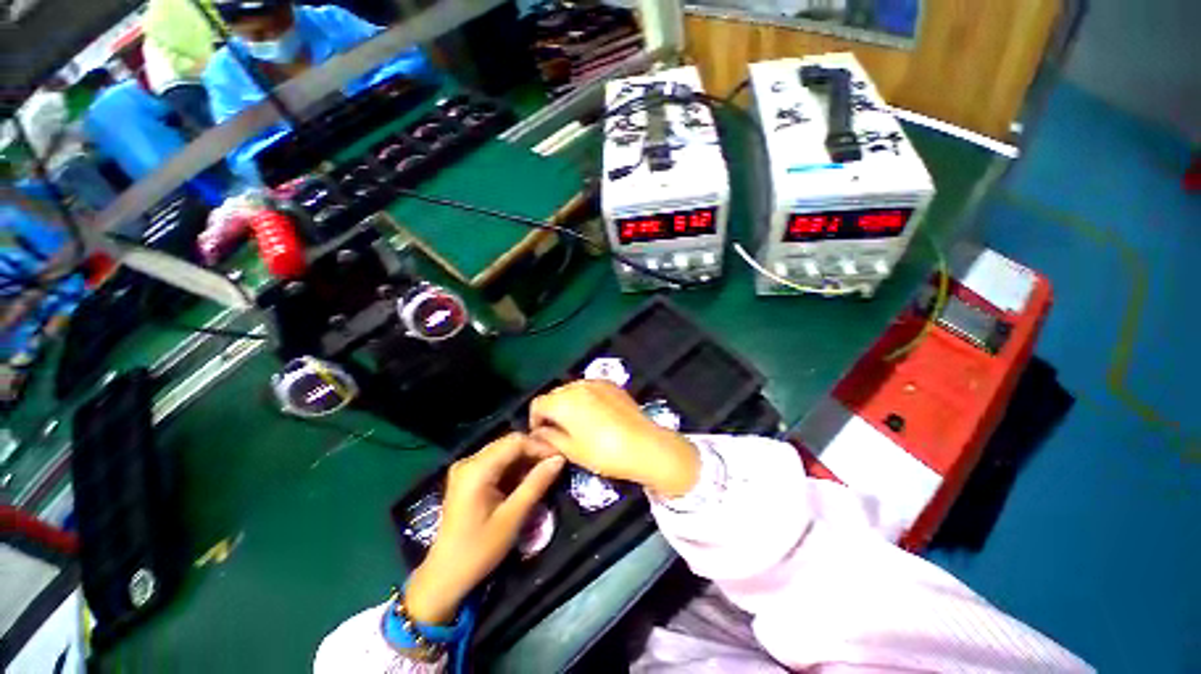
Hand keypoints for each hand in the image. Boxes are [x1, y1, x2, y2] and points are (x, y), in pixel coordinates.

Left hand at [406, 434, 564, 623]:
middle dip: (533, 451)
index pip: (515, 442)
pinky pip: (496, 462)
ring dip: (525, 460)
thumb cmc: (479, 550)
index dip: (539, 446)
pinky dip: (513, 468)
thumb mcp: (512, 517)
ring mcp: (466, 468)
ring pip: (504, 451)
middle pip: (508, 443)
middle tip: (555, 465)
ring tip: (544, 473)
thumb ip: (536, 484)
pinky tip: (526, 480)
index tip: (560, 458)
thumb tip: (559, 459)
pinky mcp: (467, 477)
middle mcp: (469, 461)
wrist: (445, 577)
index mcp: (476, 469)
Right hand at [528, 381, 699, 498]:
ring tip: (579, 423)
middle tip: (560, 432)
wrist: (644, 445)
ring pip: (573, 390)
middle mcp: (577, 385)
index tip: (543, 436)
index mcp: (563, 401)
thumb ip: (549, 438)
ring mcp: (596, 382)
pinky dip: (586, 398)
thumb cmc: (603, 452)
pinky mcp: (612, 384)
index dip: (535, 420)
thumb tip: (538, 433)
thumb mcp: (571, 450)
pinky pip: (590, 388)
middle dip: (553, 411)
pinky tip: (597, 415)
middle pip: (555, 394)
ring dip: (569, 403)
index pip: (537, 404)